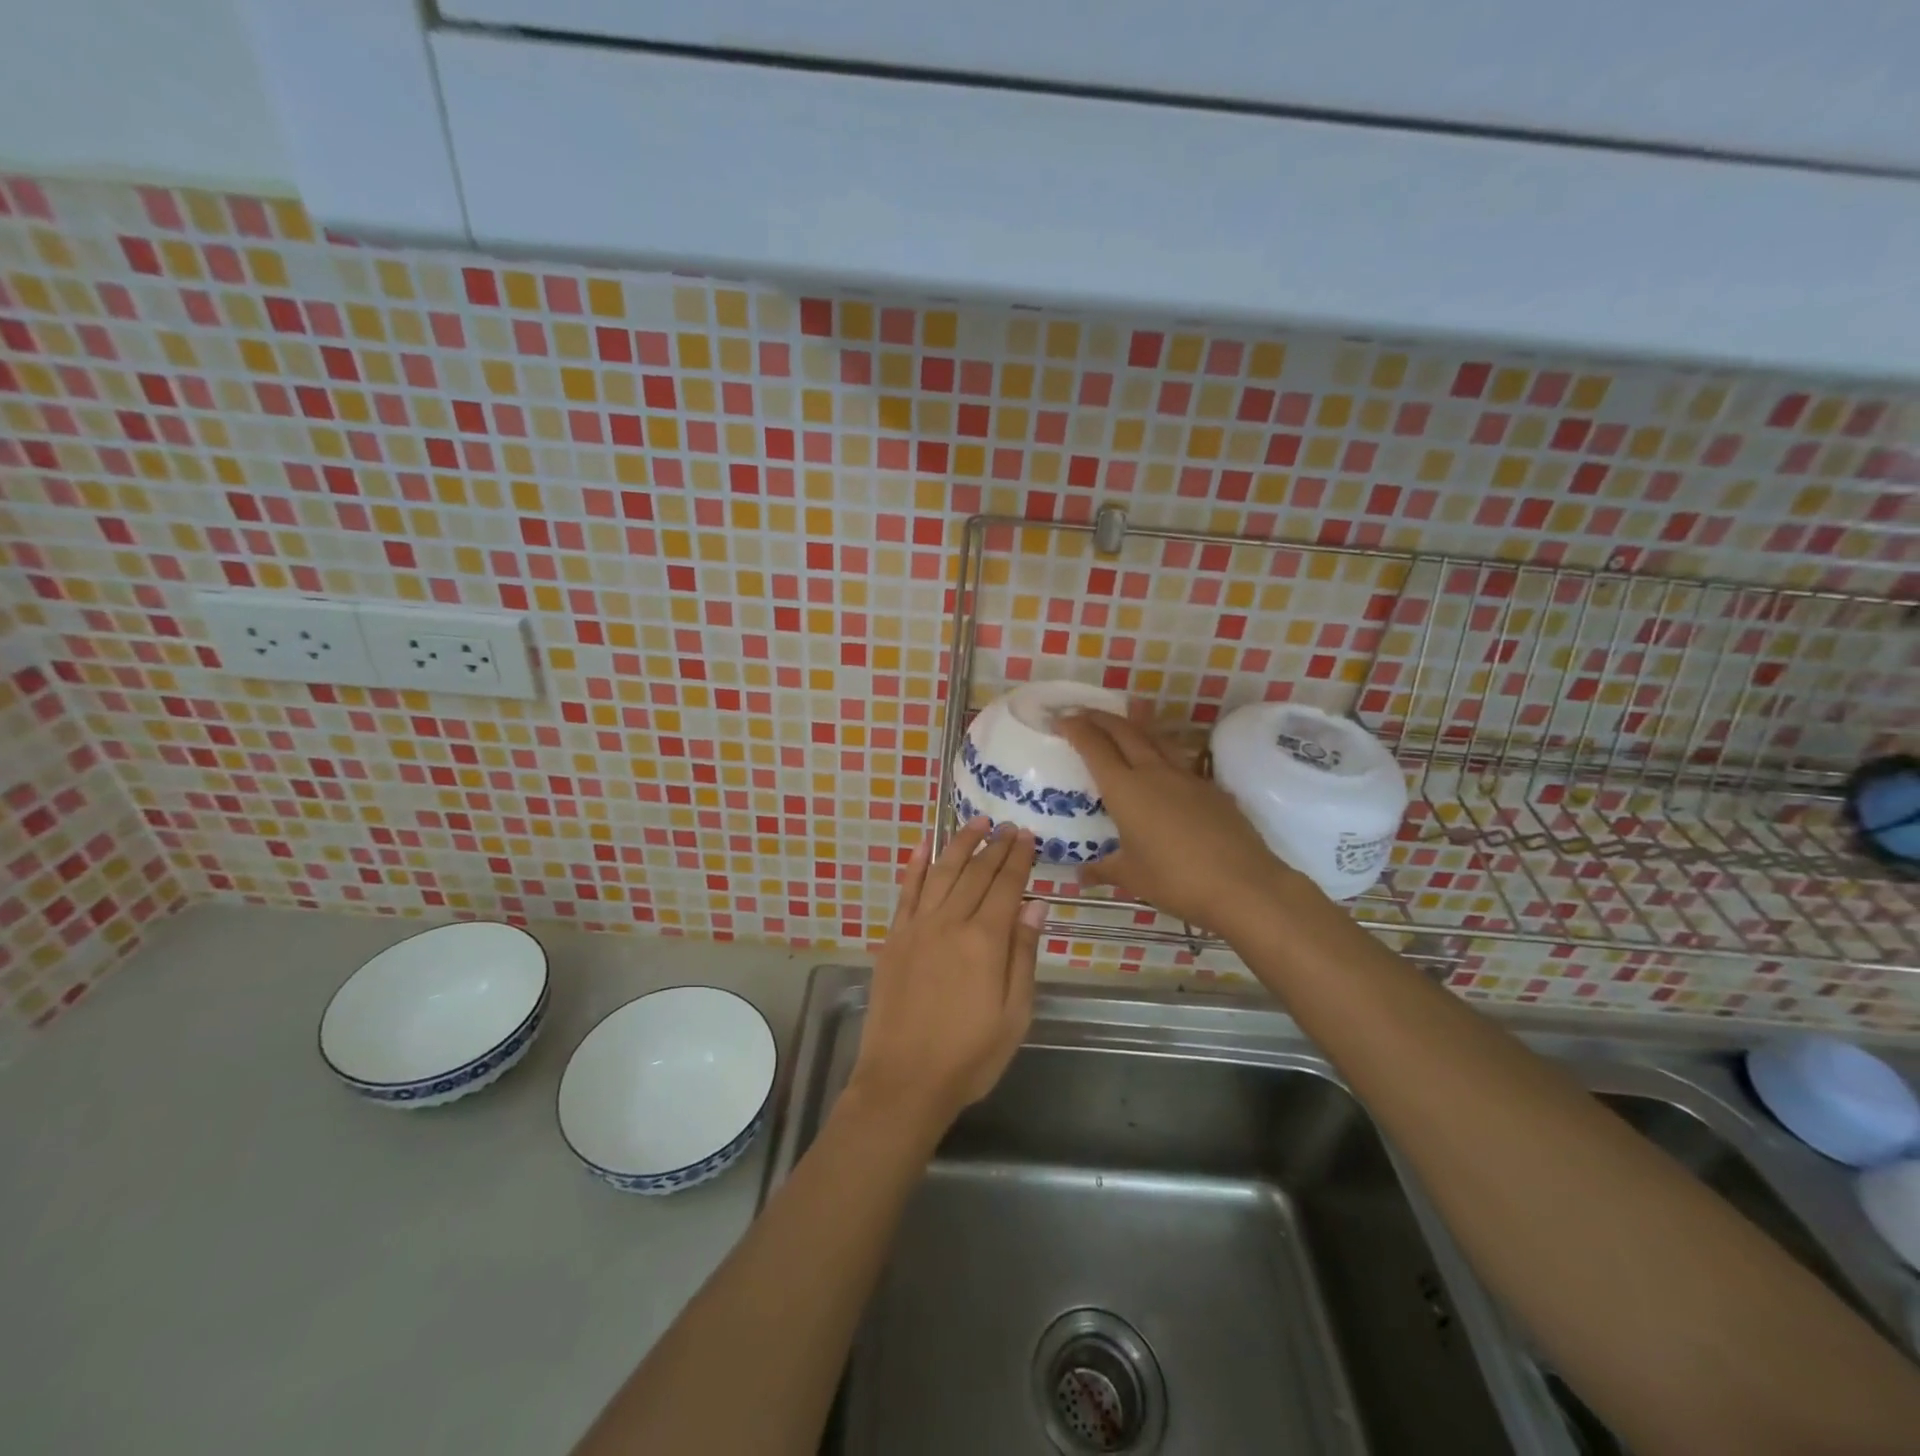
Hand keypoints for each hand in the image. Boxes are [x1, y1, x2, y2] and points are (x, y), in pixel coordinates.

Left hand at [846, 819, 1045, 1134]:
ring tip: (974, 823)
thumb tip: (1035, 903)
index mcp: (984, 941)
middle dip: (994, 846)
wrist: (904, 1081)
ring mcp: (917, 928)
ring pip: (941, 872)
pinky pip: (906, 893)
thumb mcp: (1015, 1014)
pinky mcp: (894, 939)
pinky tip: (923, 847)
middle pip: (976, 872)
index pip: (1006, 885)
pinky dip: (915, 866)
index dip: (1018, 858)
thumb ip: (1023, 954)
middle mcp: (950, 922)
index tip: (1026, 835)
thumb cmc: (969, 1055)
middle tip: (1007, 826)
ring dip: (959, 844)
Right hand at [1059, 709, 1297, 934]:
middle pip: (1124, 732)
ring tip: (1123, 721)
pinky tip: (1162, 767)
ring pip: (1155, 738)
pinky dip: (1161, 752)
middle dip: (1100, 718)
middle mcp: (1154, 773)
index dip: (1076, 729)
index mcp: (1125, 790)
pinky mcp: (1211, 788)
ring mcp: (1187, 777)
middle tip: (1083, 713)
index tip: (1061, 719)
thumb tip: (1081, 874)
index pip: (1094, 748)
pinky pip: (1179, 760)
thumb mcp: (1131, 877)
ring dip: (1134, 725)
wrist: (1243, 884)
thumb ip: (1104, 869)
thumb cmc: (1176, 880)